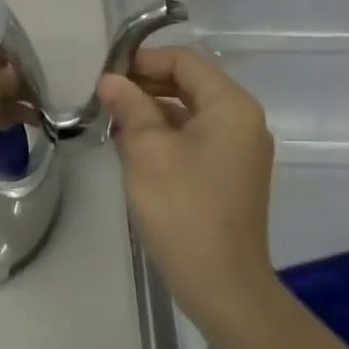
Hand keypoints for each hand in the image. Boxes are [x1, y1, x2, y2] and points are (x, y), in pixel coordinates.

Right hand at [97, 47, 279, 348]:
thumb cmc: (184, 208)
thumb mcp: (147, 149)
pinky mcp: (229, 175)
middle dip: (145, 85)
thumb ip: (129, 105)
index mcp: (231, 105)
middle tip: (106, 98)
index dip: (143, 60)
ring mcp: (238, 150)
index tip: (107, 76)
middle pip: (188, 82)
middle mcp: (242, 120)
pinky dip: (164, 134)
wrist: (223, 288)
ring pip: (188, 111)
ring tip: (113, 121)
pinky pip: (194, 137)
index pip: (183, 60)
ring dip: (151, 111)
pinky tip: (132, 148)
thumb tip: (110, 80)